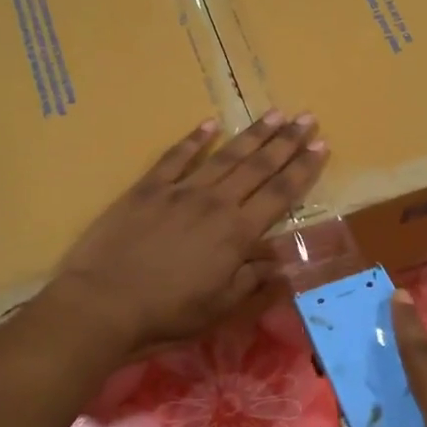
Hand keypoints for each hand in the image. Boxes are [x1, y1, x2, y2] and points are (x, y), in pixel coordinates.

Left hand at [50, 111, 327, 354]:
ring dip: (252, 134)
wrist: (104, 302)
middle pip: (258, 166)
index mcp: (237, 233)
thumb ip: (252, 280)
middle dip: (286, 141)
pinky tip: (210, 124)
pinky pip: (176, 157)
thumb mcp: (219, 307)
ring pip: (225, 156)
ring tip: (275, 113)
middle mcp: (215, 203)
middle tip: (308, 117)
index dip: (303, 169)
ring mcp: (180, 191)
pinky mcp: (147, 189)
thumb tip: (280, 262)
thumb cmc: (167, 313)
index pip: (280, 194)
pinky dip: (194, 140)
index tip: (322, 145)